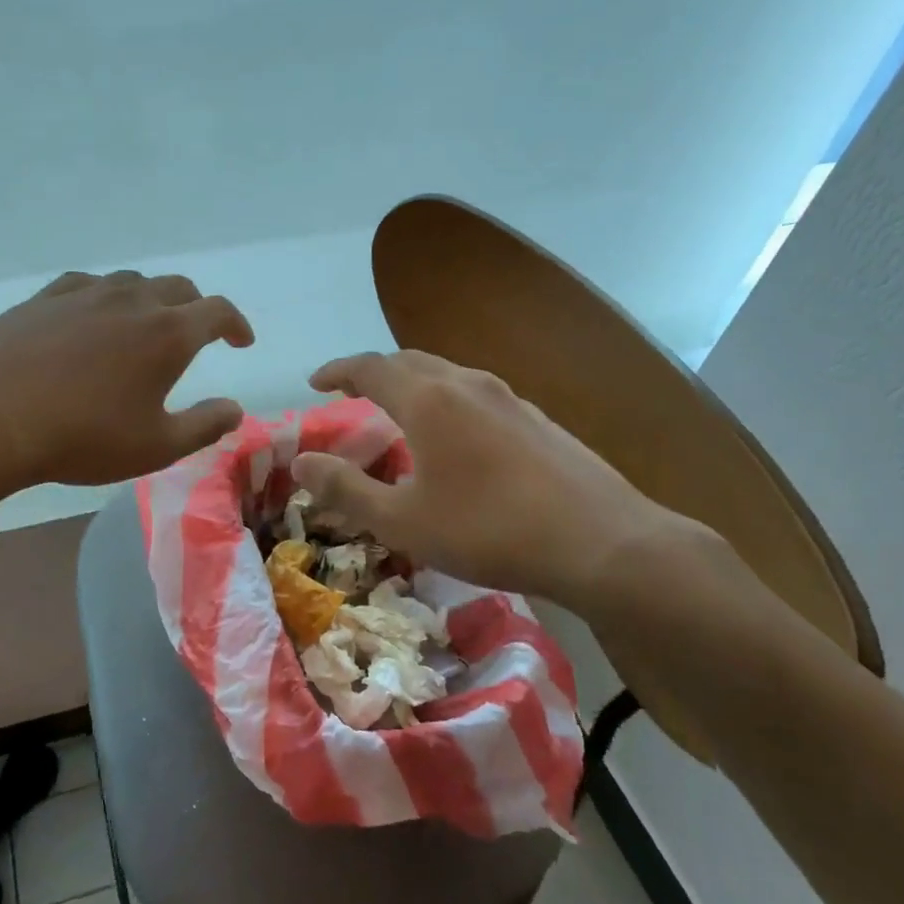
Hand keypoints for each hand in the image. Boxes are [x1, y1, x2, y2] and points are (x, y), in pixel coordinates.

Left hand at [0, 271, 254, 489]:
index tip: (241, 341)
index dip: (236, 323)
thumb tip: (235, 409)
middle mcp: (132, 300)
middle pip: (178, 287)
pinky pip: (87, 285)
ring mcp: (85, 293)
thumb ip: (204, 425)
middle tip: (197, 332)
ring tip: (145, 324)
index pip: (217, 311)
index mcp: (168, 333)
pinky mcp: (45, 297)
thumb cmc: (83, 436)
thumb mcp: (155, 446)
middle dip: (196, 307)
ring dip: (150, 299)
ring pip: (132, 282)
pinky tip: (92, 316)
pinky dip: (105, 297)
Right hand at [290, 350, 690, 609]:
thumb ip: (346, 489)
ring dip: (412, 383)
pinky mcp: (536, 418)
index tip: (315, 382)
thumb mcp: (403, 521)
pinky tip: (455, 435)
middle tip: (351, 392)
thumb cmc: (489, 530)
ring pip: (446, 373)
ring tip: (398, 410)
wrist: (602, 542)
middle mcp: (466, 384)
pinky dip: (446, 399)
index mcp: (428, 400)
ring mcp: (508, 397)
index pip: (370, 367)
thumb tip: (300, 461)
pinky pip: (475, 392)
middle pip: (409, 361)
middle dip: (373, 371)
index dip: (337, 371)